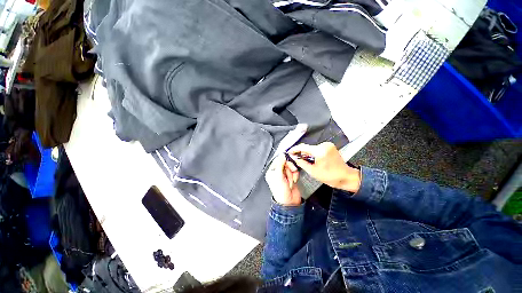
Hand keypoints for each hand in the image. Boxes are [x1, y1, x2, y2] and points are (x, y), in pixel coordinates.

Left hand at [265, 154, 301, 205]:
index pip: (277, 161)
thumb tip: (282, 155)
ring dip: (292, 173)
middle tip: (290, 171)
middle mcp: (277, 173)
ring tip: (290, 180)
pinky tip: (294, 181)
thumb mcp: (279, 176)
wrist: (289, 202)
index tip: (286, 159)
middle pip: (285, 163)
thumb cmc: (280, 191)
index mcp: (271, 172)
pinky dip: (295, 175)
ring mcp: (285, 175)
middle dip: (288, 168)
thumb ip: (280, 164)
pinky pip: (294, 171)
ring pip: (290, 167)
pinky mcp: (291, 177)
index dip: (282, 160)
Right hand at [288, 142, 360, 192]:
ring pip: (312, 148)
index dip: (295, 149)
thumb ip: (301, 163)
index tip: (290, 152)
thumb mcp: (313, 171)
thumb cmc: (331, 176)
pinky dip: (313, 153)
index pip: (303, 147)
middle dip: (301, 153)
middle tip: (297, 158)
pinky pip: (317, 148)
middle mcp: (324, 145)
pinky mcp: (329, 146)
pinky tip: (313, 159)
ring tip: (307, 161)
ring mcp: (328, 145)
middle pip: (307, 147)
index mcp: (320, 151)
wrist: (345, 176)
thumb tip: (295, 157)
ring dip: (307, 153)